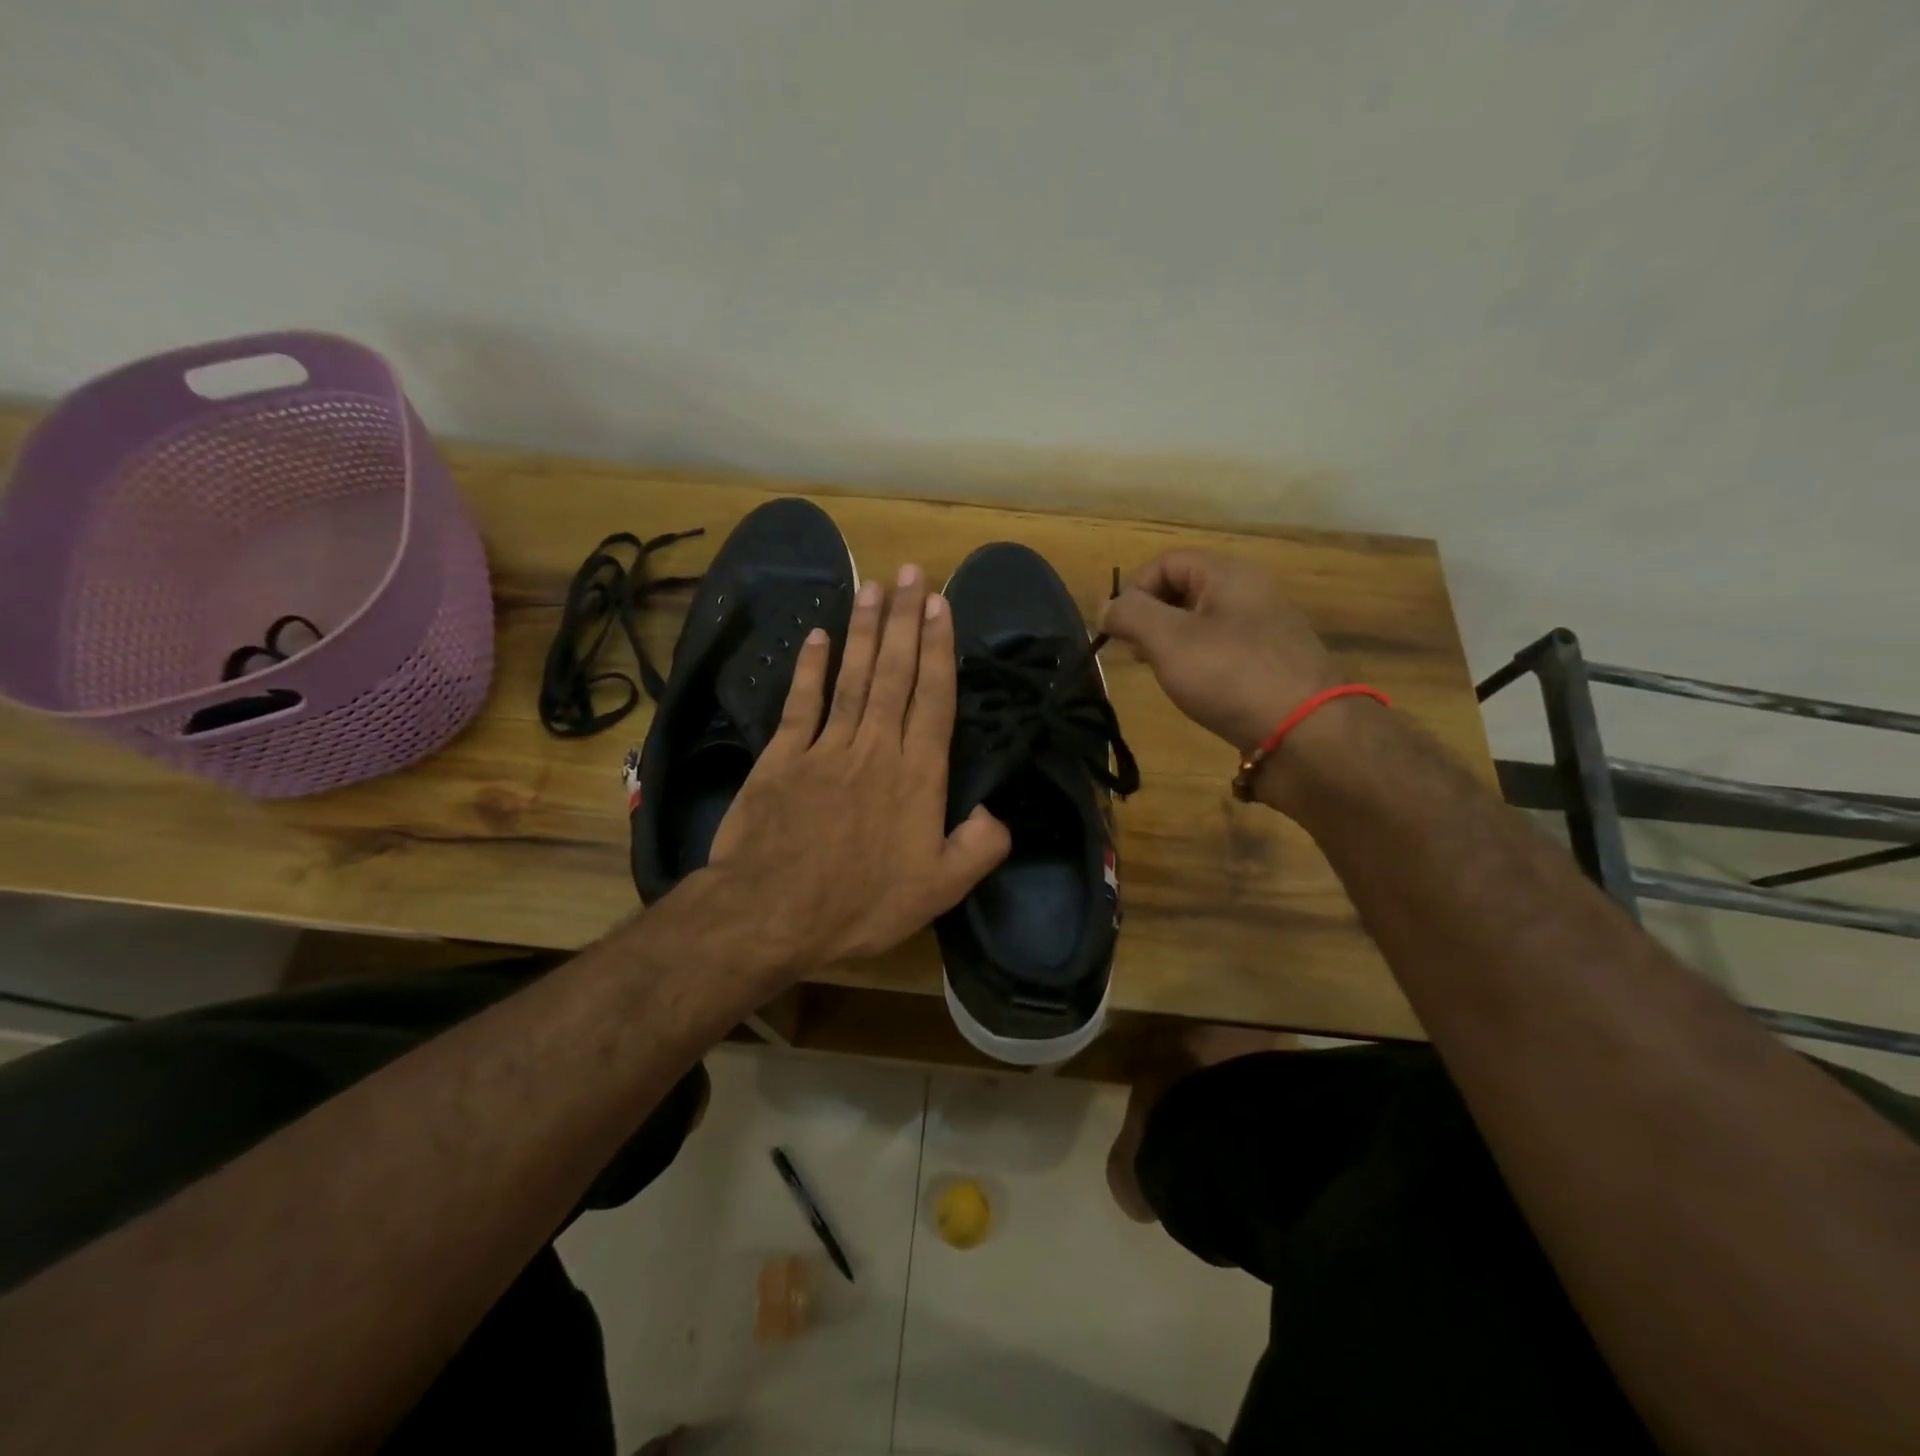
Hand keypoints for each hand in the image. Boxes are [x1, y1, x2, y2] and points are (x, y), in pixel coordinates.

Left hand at [700, 565, 1010, 979]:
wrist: (770, 913)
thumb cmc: (860, 905)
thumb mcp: (939, 891)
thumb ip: (979, 848)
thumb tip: (996, 811)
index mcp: (916, 776)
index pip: (933, 699)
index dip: (939, 649)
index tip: (941, 605)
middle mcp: (875, 748)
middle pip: (895, 674)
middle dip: (906, 620)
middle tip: (912, 574)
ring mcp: (825, 748)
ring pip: (852, 677)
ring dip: (865, 631)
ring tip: (874, 587)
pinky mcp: (782, 757)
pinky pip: (800, 703)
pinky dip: (809, 668)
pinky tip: (818, 636)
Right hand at [1101, 550, 1340, 751]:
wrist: (1306, 735)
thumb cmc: (1231, 676)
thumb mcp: (1169, 640)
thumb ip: (1131, 615)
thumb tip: (1107, 607)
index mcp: (1229, 575)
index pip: (1168, 562)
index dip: (1134, 589)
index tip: (1116, 629)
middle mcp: (1251, 594)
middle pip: (1185, 590)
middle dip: (1150, 617)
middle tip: (1135, 652)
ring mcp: (1266, 632)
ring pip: (1203, 623)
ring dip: (1172, 643)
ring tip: (1160, 673)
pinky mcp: (1271, 667)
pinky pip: (1223, 652)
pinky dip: (1198, 664)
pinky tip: (1194, 690)